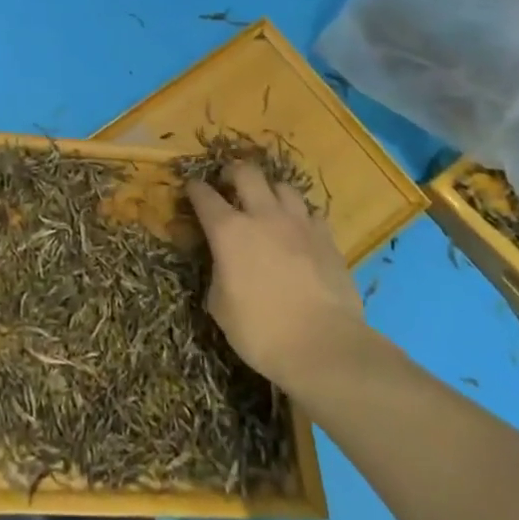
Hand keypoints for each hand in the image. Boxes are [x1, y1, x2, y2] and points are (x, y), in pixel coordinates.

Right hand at [185, 162, 369, 395]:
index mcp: (228, 231)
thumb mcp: (220, 306)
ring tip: (268, 204)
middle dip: (233, 173)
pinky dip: (301, 217)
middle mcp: (263, 216)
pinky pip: (311, 213)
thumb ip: (217, 273)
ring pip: (283, 186)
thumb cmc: (262, 331)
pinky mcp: (327, 238)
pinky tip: (299, 231)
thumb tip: (222, 262)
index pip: (204, 196)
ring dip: (270, 191)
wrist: (324, 347)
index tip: (191, 188)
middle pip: (246, 172)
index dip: (194, 189)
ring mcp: (299, 223)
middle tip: (229, 184)